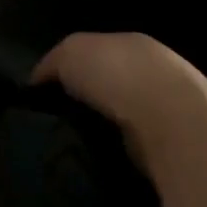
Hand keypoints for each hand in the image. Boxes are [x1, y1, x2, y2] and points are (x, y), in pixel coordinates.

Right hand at [35, 32, 206, 175]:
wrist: (169, 118)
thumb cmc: (117, 74)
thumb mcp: (69, 52)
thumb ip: (51, 64)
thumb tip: (36, 85)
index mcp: (128, 44)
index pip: (92, 55)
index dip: (65, 73)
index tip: (39, 98)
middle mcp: (149, 73)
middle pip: (106, 88)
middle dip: (81, 104)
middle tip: (49, 126)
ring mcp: (162, 111)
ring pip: (117, 121)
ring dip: (97, 131)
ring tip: (65, 148)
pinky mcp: (167, 147)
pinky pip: (128, 148)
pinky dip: (111, 153)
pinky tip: (92, 162)